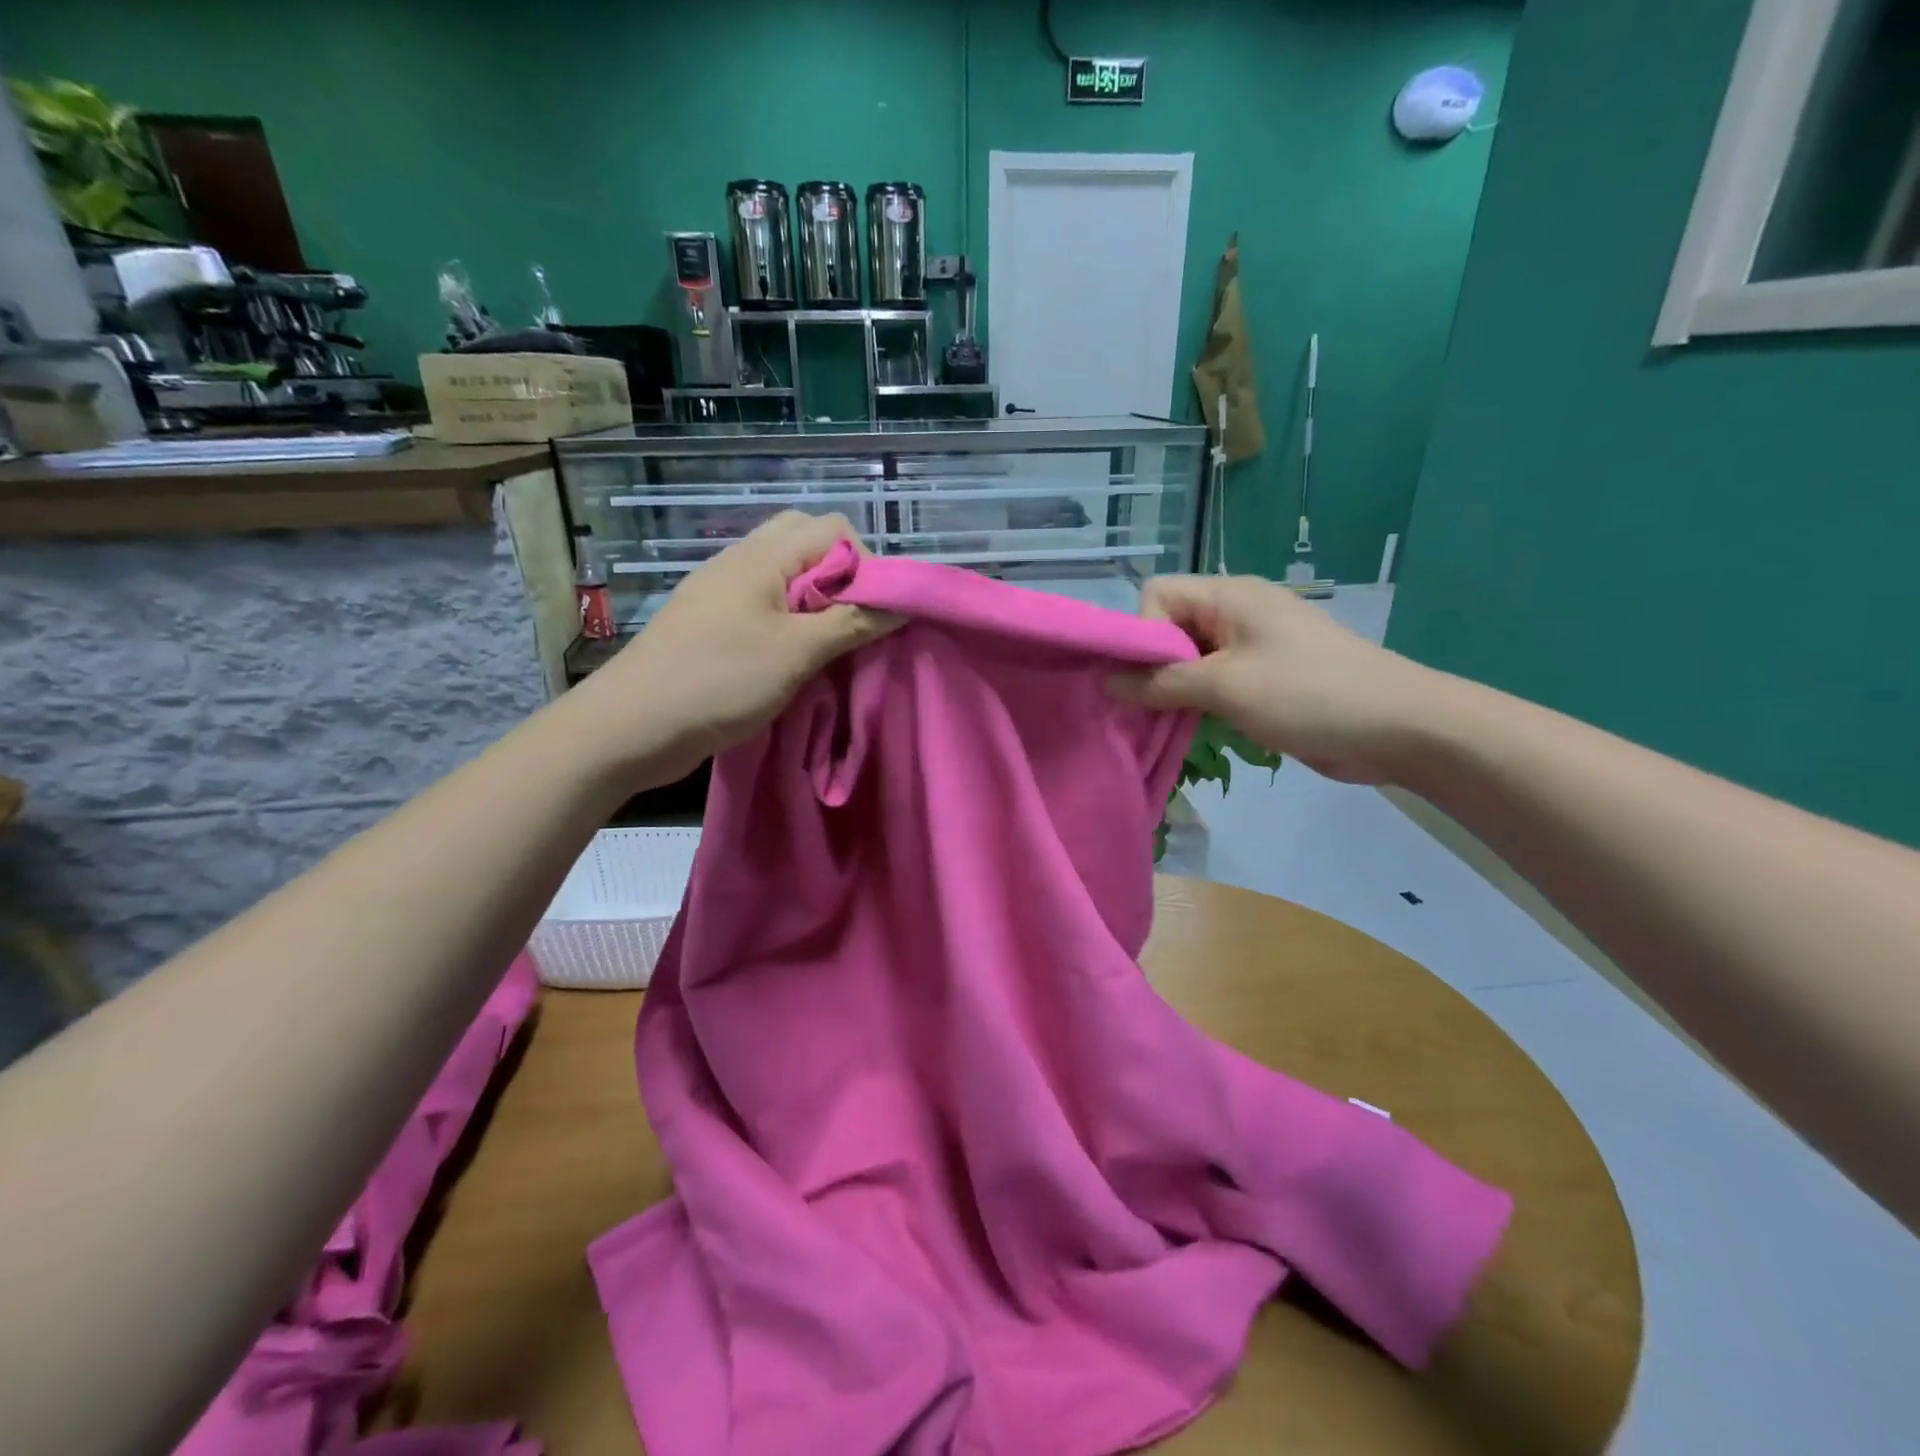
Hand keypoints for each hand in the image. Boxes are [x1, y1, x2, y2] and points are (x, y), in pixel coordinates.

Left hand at [570, 512, 898, 784]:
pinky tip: (796, 659)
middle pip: (808, 544)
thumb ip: (852, 623)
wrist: (632, 727)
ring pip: (788, 577)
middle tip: (851, 625)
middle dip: (842, 579)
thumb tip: (902, 604)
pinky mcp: (714, 623)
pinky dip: (792, 622)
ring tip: (828, 646)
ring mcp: (724, 592)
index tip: (871, 615)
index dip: (865, 564)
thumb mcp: (796, 653)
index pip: (834, 529)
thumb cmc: (718, 681)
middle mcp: (742, 561)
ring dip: (818, 604)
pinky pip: (767, 605)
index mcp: (762, 556)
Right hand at [1111, 574, 1439, 784]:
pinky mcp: (1263, 677)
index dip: (1143, 632)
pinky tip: (1195, 728)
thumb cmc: (1307, 694)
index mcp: (1229, 596)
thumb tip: (1109, 684)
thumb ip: (1161, 683)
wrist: (1398, 727)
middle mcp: (1236, 613)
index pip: (1157, 595)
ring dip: (1173, 690)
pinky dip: (1197, 702)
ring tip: (1170, 723)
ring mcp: (1251, 646)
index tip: (1152, 677)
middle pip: (1169, 627)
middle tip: (1151, 709)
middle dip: (1152, 667)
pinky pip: (1212, 681)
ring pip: (1188, 659)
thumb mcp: (1225, 686)